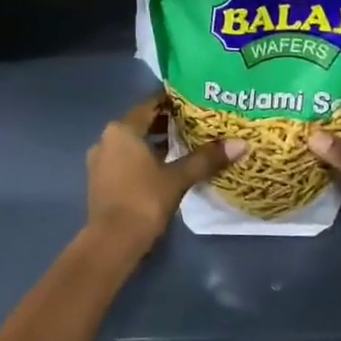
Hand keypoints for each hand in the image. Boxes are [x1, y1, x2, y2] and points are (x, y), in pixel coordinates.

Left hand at [86, 95, 244, 247]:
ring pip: (133, 143)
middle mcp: (106, 139)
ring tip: (185, 144)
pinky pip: (125, 159)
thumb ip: (206, 159)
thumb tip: (240, 144)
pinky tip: (166, 167)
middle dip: (166, 123)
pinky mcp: (101, 180)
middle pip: (140, 123)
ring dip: (155, 143)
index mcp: (122, 130)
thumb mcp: (178, 177)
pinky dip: (144, 158)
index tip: (194, 100)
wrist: (112, 241)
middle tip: (196, 122)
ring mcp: (100, 160)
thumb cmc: (144, 200)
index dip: (171, 101)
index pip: (149, 105)